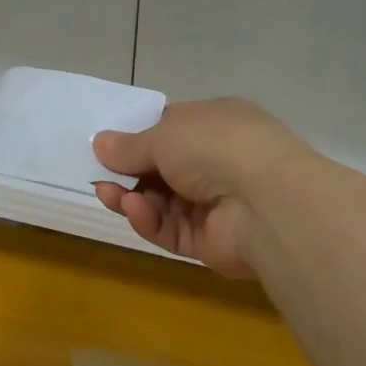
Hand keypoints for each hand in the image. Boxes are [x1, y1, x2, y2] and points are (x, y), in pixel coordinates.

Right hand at [92, 98, 306, 278]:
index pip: (171, 129)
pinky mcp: (209, 241)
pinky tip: (133, 209)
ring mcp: (215, 203)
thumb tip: (100, 143)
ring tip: (107, 194)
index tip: (106, 145)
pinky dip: (149, 220)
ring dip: (132, 197)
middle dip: (128, 172)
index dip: (138, 137)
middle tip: (98, 175)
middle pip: (161, 169)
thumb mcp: (164, 134)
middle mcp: (218, 162)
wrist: (267, 203)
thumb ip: (130, 145)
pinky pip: (170, 229)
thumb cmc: (216, 147)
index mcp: (216, 124)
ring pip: (161, 202)